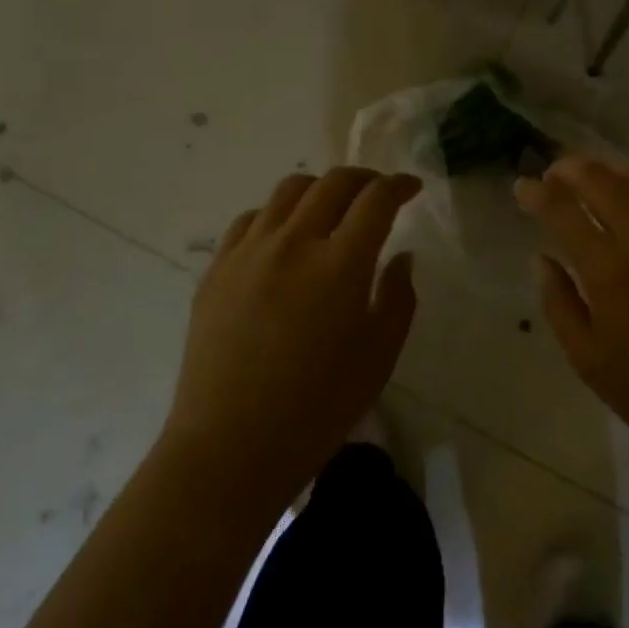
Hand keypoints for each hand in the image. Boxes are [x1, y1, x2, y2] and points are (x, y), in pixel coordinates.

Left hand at [162, 168, 420, 509]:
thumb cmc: (316, 410)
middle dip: (365, 178)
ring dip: (320, 189)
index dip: (399, 185)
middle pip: (333, 183)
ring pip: (289, 190)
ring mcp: (249, 251)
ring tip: (331, 209)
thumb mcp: (378, 358)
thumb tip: (402, 256)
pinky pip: (250, 218)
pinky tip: (283, 237)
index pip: (376, 199)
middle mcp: (294, 242)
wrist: (229, 449)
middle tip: (378, 193)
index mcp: (339, 265)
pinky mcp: (217, 267)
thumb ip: (398, 298)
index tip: (411, 188)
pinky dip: (277, 214)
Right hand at [516, 157, 628, 487]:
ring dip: (608, 170)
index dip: (536, 192)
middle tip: (552, 175)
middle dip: (569, 169)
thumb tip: (541, 257)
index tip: (521, 186)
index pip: (563, 210)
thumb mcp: (586, 358)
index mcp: (610, 271)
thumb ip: (557, 301)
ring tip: (592, 182)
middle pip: (601, 179)